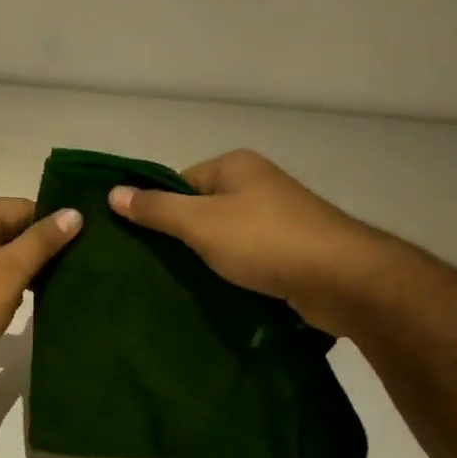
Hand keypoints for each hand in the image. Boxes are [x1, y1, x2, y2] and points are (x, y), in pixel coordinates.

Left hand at [0, 197, 81, 382]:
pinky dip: (3, 288)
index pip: (21, 207)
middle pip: (8, 231)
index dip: (52, 225)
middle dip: (38, 251)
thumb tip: (73, 213)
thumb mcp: (8, 272)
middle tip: (75, 272)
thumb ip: (41, 242)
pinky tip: (24, 305)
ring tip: (56, 290)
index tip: (83, 246)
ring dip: (22, 272)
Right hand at [107, 149, 390, 334]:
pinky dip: (234, 270)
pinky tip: (220, 291)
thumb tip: (112, 192)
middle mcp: (258, 184)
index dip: (160, 209)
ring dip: (208, 257)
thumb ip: (156, 209)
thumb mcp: (200, 223)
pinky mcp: (293, 249)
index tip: (145, 242)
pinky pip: (248, 256)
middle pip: (202, 208)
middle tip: (158, 265)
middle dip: (182, 236)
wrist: (343, 280)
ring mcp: (279, 217)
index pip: (180, 182)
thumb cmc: (265, 241)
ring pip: (225, 235)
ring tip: (185, 282)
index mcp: (236, 166)